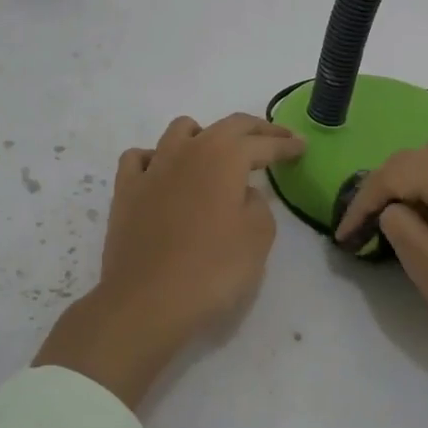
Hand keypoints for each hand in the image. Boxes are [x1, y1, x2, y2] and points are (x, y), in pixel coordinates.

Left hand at [34, 113, 303, 407]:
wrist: (147, 301)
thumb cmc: (212, 269)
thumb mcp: (258, 238)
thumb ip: (259, 206)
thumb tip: (244, 194)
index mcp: (225, 157)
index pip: (263, 143)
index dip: (286, 145)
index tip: (302, 145)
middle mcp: (189, 150)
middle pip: (227, 126)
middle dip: (256, 130)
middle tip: (276, 139)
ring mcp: (153, 167)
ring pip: (180, 130)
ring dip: (204, 134)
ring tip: (217, 152)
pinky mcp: (126, 190)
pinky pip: (139, 158)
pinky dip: (156, 158)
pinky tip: (163, 172)